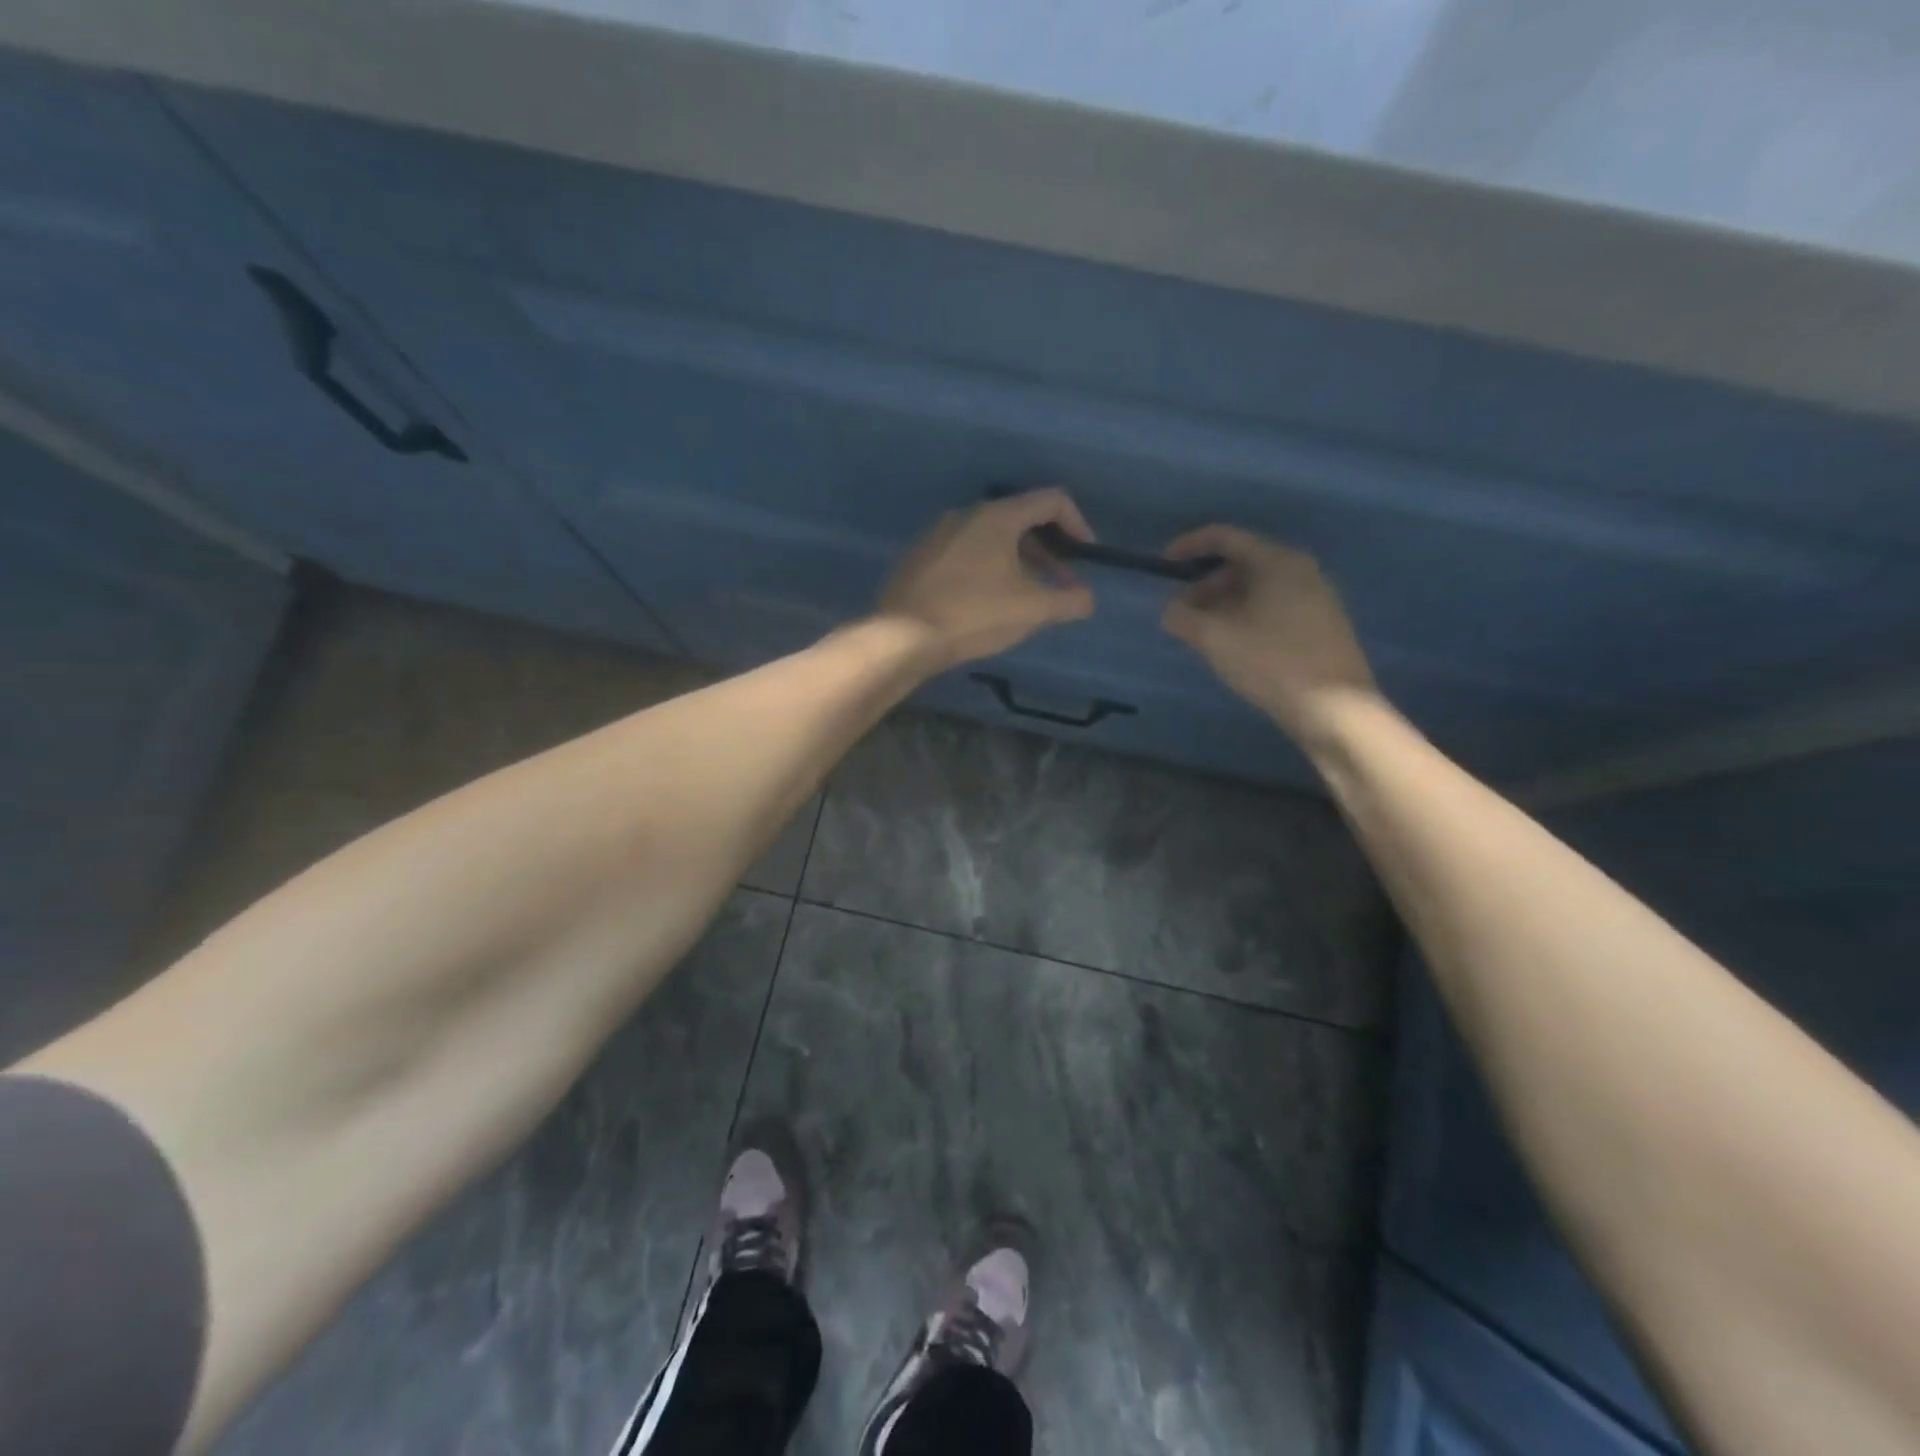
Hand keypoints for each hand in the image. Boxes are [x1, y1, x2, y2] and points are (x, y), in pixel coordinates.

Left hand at [875, 488, 1096, 668]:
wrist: (903, 636)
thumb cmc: (974, 614)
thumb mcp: (1032, 609)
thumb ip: (1068, 601)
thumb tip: (1086, 599)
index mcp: (996, 516)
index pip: (1050, 500)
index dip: (1078, 524)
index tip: (1086, 556)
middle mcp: (965, 515)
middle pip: (1020, 521)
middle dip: (1048, 552)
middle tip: (1061, 586)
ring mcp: (937, 536)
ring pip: (991, 541)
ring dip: (1019, 564)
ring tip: (1027, 600)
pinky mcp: (920, 560)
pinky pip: (965, 555)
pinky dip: (988, 570)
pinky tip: (988, 604)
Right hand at [1161, 525, 1378, 745]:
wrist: (1336, 709)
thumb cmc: (1271, 662)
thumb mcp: (1215, 638)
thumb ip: (1183, 617)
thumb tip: (1171, 610)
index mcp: (1277, 561)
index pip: (1226, 537)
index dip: (1190, 544)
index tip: (1163, 561)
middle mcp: (1301, 570)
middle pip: (1243, 563)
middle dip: (1205, 584)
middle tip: (1182, 612)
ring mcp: (1317, 598)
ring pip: (1259, 588)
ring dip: (1224, 604)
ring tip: (1203, 634)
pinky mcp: (1322, 625)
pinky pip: (1274, 607)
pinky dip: (1246, 616)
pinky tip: (1234, 646)